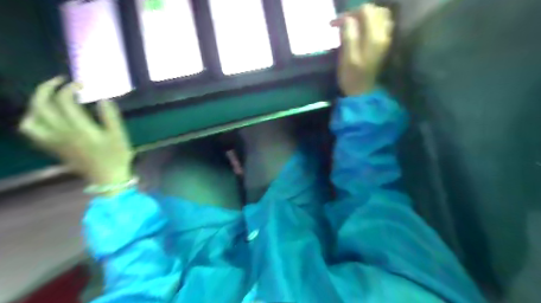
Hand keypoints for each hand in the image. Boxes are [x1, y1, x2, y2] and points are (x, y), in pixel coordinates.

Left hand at [19, 77, 133, 187]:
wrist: (106, 177)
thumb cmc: (116, 156)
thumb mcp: (120, 137)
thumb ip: (111, 117)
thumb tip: (103, 99)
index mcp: (80, 129)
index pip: (65, 101)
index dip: (69, 88)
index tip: (81, 85)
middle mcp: (61, 133)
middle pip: (41, 105)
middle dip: (47, 88)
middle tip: (60, 82)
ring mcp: (53, 141)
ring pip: (31, 117)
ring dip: (36, 103)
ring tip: (49, 97)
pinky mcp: (52, 147)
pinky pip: (31, 131)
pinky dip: (32, 119)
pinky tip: (43, 116)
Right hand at [330, 2, 392, 94]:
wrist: (362, 93)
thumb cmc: (351, 77)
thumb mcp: (346, 57)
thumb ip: (348, 35)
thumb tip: (347, 19)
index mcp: (374, 37)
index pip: (365, 11)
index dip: (349, 14)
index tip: (335, 24)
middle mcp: (383, 34)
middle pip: (375, 11)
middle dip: (358, 13)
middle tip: (344, 23)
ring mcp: (386, 39)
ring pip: (380, 16)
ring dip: (366, 17)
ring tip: (353, 25)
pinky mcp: (383, 45)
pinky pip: (382, 25)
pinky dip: (371, 23)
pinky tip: (361, 31)